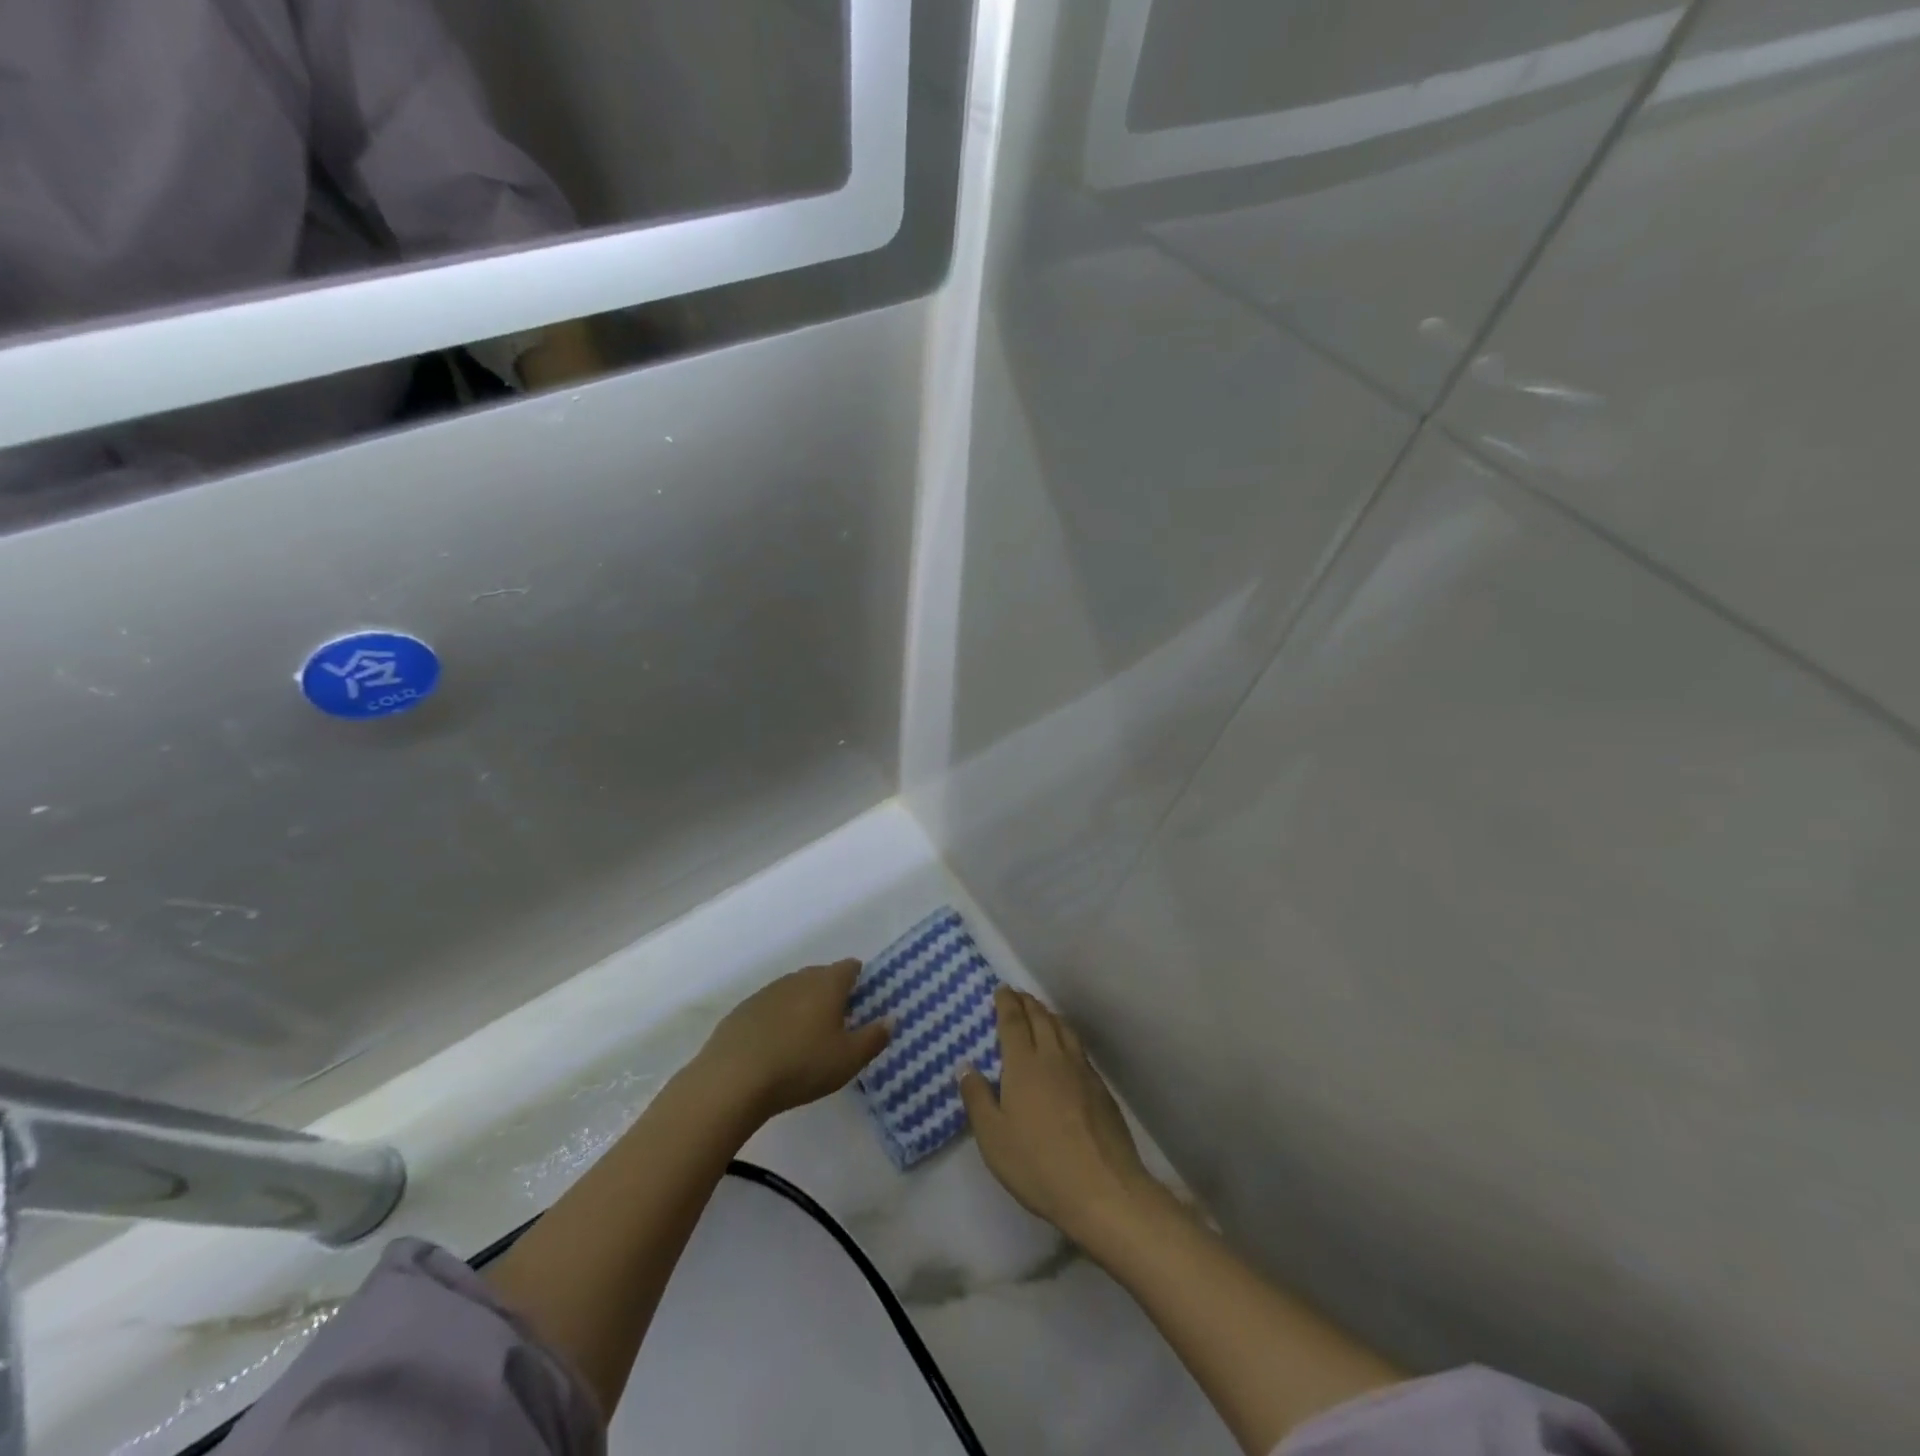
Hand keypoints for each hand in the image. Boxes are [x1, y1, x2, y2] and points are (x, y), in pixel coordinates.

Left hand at [695, 960, 889, 1122]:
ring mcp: (767, 992)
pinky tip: (776, 1046)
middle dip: (832, 994)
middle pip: (821, 976)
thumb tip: (891, 1019)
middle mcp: (798, 978)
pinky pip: (770, 1008)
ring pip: (794, 991)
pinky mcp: (743, 1010)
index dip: (860, 980)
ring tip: (807, 1037)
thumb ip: (874, 1037)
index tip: (863, 1002)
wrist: (733, 1079)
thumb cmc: (801, 1065)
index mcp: (827, 983)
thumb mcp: (849, 1059)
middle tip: (839, 1024)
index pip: (850, 967)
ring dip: (803, 1006)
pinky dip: (778, 1020)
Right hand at [959, 988, 1163, 1243]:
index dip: (1006, 1003)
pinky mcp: (1100, 1088)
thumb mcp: (993, 1137)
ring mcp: (1081, 1070)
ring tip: (1041, 1012)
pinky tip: (1066, 1048)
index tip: (1002, 989)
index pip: (1013, 1022)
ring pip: (1063, 1029)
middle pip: (1040, 1018)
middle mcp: (1053, 1057)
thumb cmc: (1038, 1164)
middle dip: (1027, 1003)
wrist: (1102, 1188)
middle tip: (1018, 995)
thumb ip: (977, 1098)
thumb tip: (965, 1065)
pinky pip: (1079, 1048)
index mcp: (1023, 1064)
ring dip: (1049, 1015)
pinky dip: (1067, 1036)